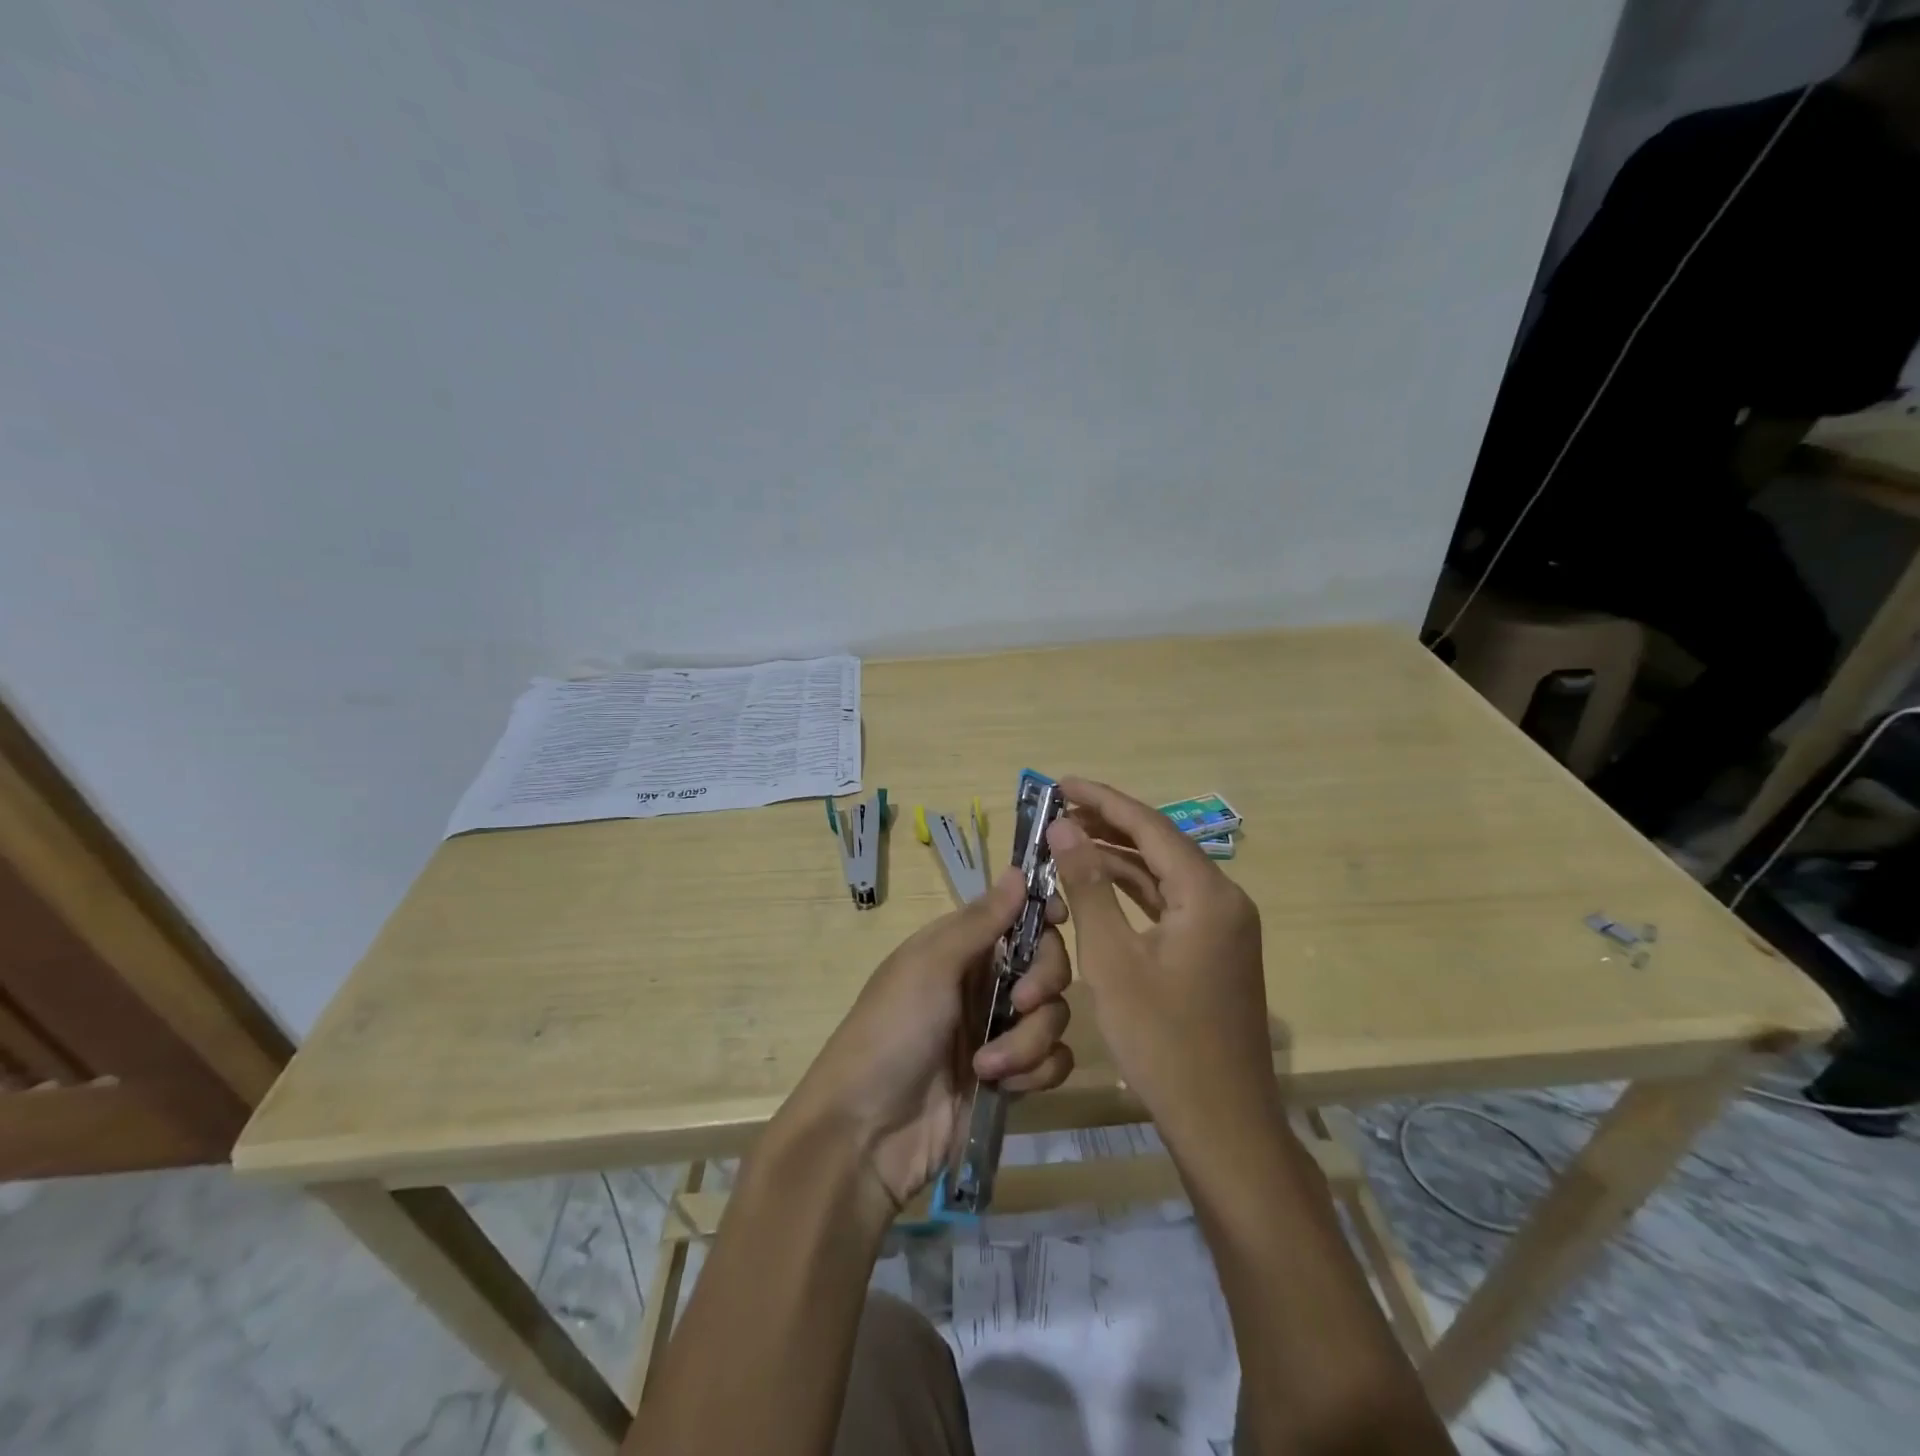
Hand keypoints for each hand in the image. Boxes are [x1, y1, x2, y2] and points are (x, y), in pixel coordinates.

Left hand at [779, 870, 1073, 1210]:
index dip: (1043, 914)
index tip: (1060, 920)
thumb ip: (981, 921)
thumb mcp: (930, 966)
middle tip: (1021, 1001)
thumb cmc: (891, 1031)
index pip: (1018, 916)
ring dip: (1028, 1041)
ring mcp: (999, 1031)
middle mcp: (985, 982)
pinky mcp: (1011, 1078)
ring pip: (1054, 1015)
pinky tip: (1002, 1087)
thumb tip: (1016, 869)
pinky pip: (1052, 1061)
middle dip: (1043, 981)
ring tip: (987, 1067)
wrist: (867, 1133)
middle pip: (1049, 962)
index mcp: (962, 947)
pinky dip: (1034, 1072)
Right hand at [1048, 777, 1276, 1141]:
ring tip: (1068, 839)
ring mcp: (1223, 928)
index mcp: (1208, 894)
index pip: (1149, 826)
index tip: (1060, 783)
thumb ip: (1089, 886)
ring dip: (1118, 856)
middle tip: (1057, 810)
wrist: (1221, 1124)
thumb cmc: (1162, 1040)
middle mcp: (1224, 900)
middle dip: (1108, 824)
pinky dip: (1133, 891)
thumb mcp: (1113, 959)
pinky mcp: (1214, 952)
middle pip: (1160, 845)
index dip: (1102, 800)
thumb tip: (1064, 827)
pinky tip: (1099, 884)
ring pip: (1164, 875)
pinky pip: (1170, 904)